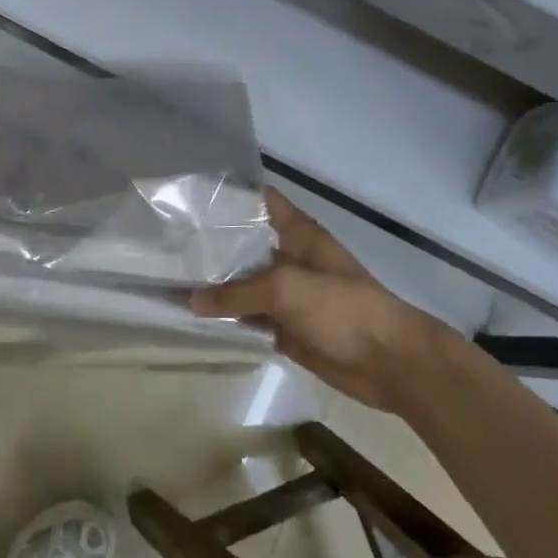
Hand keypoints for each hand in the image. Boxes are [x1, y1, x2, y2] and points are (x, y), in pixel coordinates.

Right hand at [193, 189, 447, 409]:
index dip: (230, 195)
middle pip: (246, 245)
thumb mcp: (285, 289)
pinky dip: (227, 319)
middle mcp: (289, 258)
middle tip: (168, 243)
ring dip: (216, 285)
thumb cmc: (342, 307)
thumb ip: (237, 293)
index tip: (192, 197)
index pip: (261, 201)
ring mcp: (288, 294)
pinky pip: (250, 318)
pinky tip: (195, 317)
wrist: (389, 362)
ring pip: (244, 284)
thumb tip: (192, 301)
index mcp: (298, 234)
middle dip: (212, 244)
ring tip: (170, 278)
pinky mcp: (285, 327)